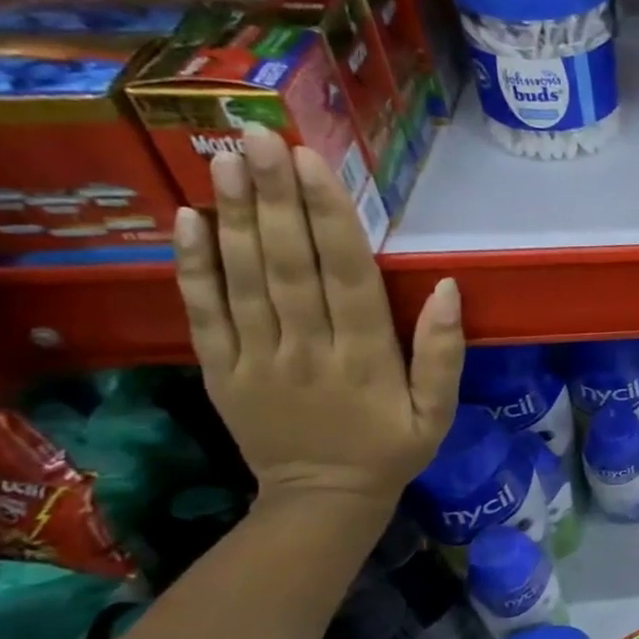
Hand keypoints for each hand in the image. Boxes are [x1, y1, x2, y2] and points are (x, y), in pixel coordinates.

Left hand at [171, 131, 463, 511]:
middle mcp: (307, 349)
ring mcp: (257, 359)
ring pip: (243, 280)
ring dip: (232, 218)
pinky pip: (204, 314)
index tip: (313, 164)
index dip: (329, 218)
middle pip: (288, 265)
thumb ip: (443, 354)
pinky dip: (193, 267)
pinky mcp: (222, 371)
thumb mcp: (439, 412)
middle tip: (258, 137)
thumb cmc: (391, 449)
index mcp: (365, 359)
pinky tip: (188, 220)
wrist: (323, 501)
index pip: (346, 277)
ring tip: (222, 160)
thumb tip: (450, 289)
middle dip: (273, 198)